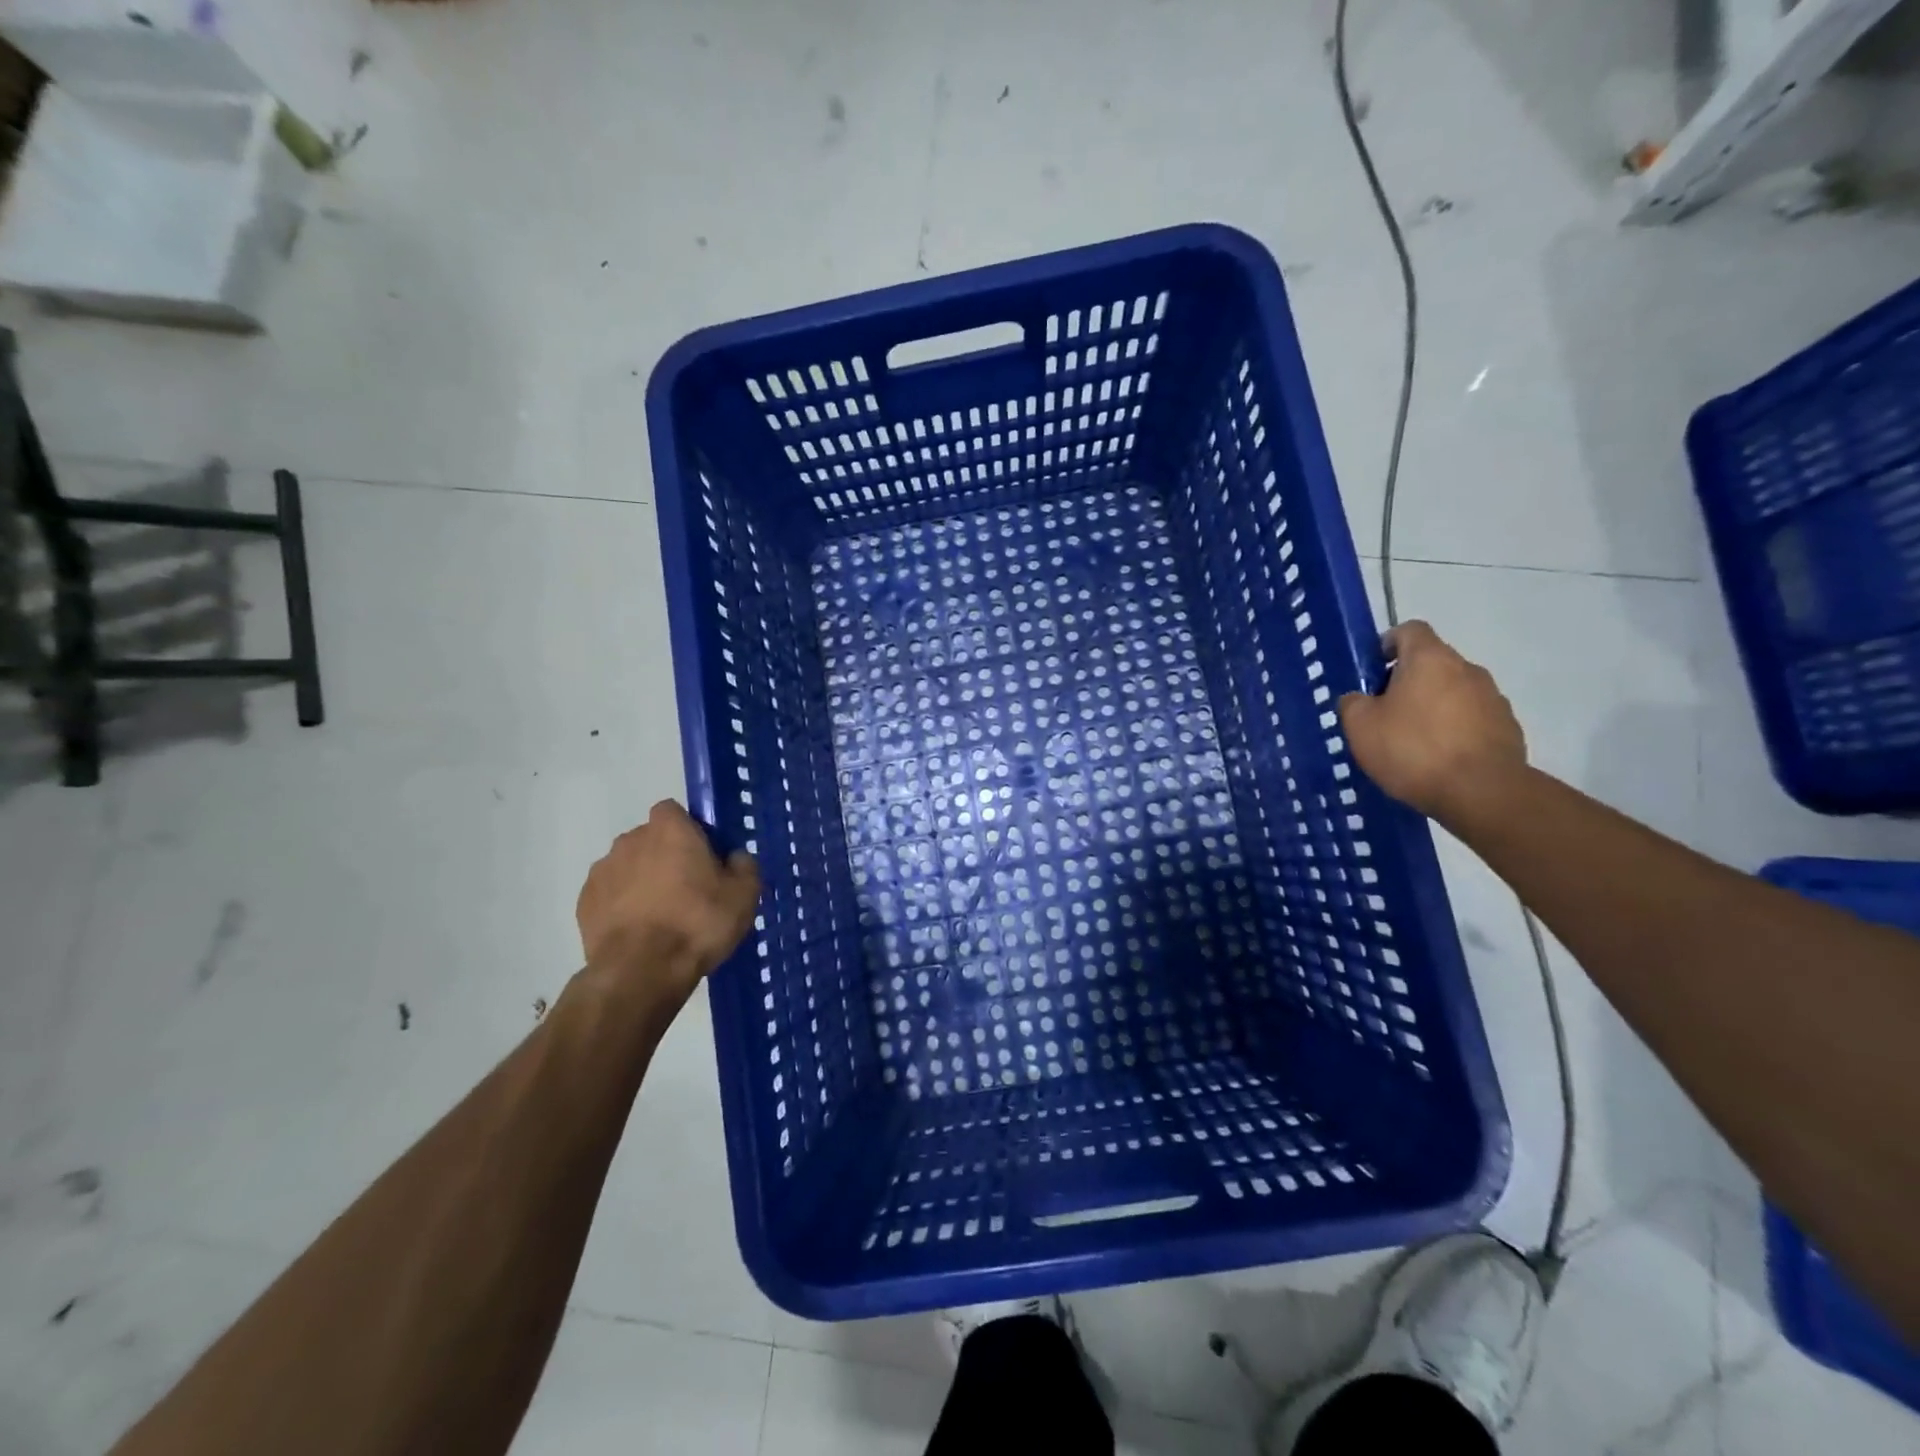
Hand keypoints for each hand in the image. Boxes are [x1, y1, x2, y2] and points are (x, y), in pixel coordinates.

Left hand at [576, 801, 760, 997]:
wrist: (641, 971)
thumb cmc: (697, 922)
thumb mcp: (744, 895)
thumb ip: (744, 866)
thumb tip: (735, 858)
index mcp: (670, 829)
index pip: (674, 812)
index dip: (689, 831)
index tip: (703, 857)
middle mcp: (631, 840)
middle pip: (651, 839)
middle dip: (665, 856)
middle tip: (687, 889)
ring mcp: (603, 870)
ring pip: (628, 867)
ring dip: (642, 881)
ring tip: (661, 916)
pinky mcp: (584, 902)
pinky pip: (610, 895)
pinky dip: (622, 906)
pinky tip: (639, 932)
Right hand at [1338, 621, 1526, 819]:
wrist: (1482, 792)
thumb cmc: (1413, 749)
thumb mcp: (1361, 727)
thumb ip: (1353, 704)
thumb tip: (1358, 698)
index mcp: (1430, 659)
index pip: (1410, 630)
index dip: (1388, 643)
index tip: (1373, 669)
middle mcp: (1467, 669)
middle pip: (1432, 662)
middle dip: (1408, 681)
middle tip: (1385, 713)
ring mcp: (1493, 698)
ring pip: (1453, 691)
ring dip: (1433, 706)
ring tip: (1413, 741)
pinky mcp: (1507, 727)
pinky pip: (1472, 718)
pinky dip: (1454, 729)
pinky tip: (1439, 758)